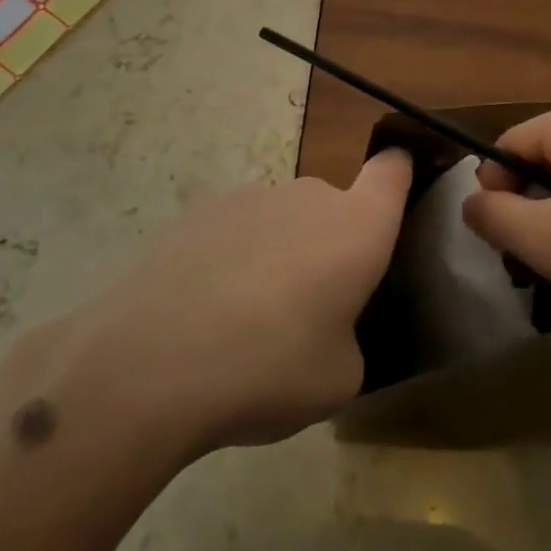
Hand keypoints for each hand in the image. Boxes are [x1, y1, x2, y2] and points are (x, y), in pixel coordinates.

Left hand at [0, 150, 411, 462]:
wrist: (151, 363)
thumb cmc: (270, 368)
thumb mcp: (339, 379)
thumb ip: (349, 339)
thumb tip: (325, 328)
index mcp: (357, 227)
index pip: (393, 171)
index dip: (399, 172)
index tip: (398, 183)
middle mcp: (308, 197)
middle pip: (332, 206)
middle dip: (328, 244)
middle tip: (309, 305)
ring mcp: (248, 198)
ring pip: (281, 219)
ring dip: (278, 252)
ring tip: (246, 317)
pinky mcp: (196, 212)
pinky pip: (234, 231)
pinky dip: (231, 259)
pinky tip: (203, 310)